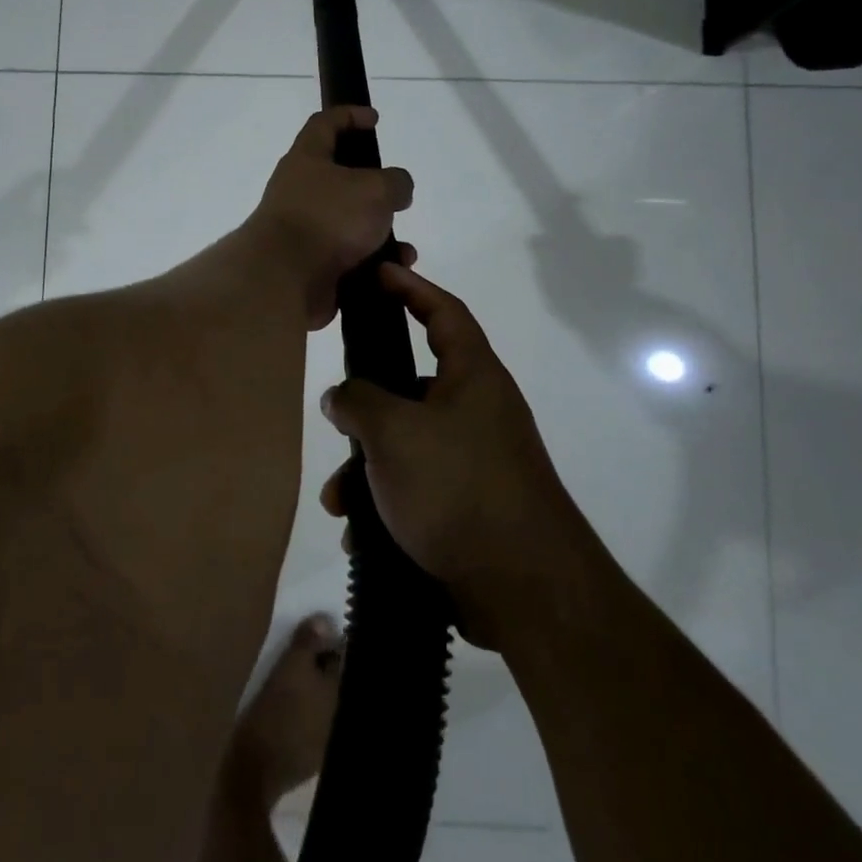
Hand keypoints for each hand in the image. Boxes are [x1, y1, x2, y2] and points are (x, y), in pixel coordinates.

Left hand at [249, 106, 413, 329]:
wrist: (285, 278)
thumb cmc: (328, 218)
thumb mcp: (375, 188)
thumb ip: (395, 182)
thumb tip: (396, 189)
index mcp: (306, 159)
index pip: (324, 123)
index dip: (348, 115)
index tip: (373, 119)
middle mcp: (300, 192)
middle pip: (339, 180)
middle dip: (373, 190)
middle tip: (397, 198)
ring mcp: (304, 230)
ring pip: (349, 225)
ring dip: (379, 235)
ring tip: (403, 249)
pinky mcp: (310, 265)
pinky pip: (348, 260)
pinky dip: (372, 265)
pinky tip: (390, 272)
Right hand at [318, 264, 591, 649]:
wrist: (524, 588)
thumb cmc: (458, 487)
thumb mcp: (393, 433)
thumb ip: (357, 401)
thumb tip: (342, 396)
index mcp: (473, 377)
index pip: (444, 313)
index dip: (411, 287)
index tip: (378, 273)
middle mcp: (478, 411)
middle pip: (412, 386)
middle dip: (368, 406)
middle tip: (336, 417)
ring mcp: (476, 460)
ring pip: (406, 443)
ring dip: (366, 468)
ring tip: (339, 501)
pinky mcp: (470, 504)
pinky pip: (416, 486)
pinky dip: (385, 501)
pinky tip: (360, 533)